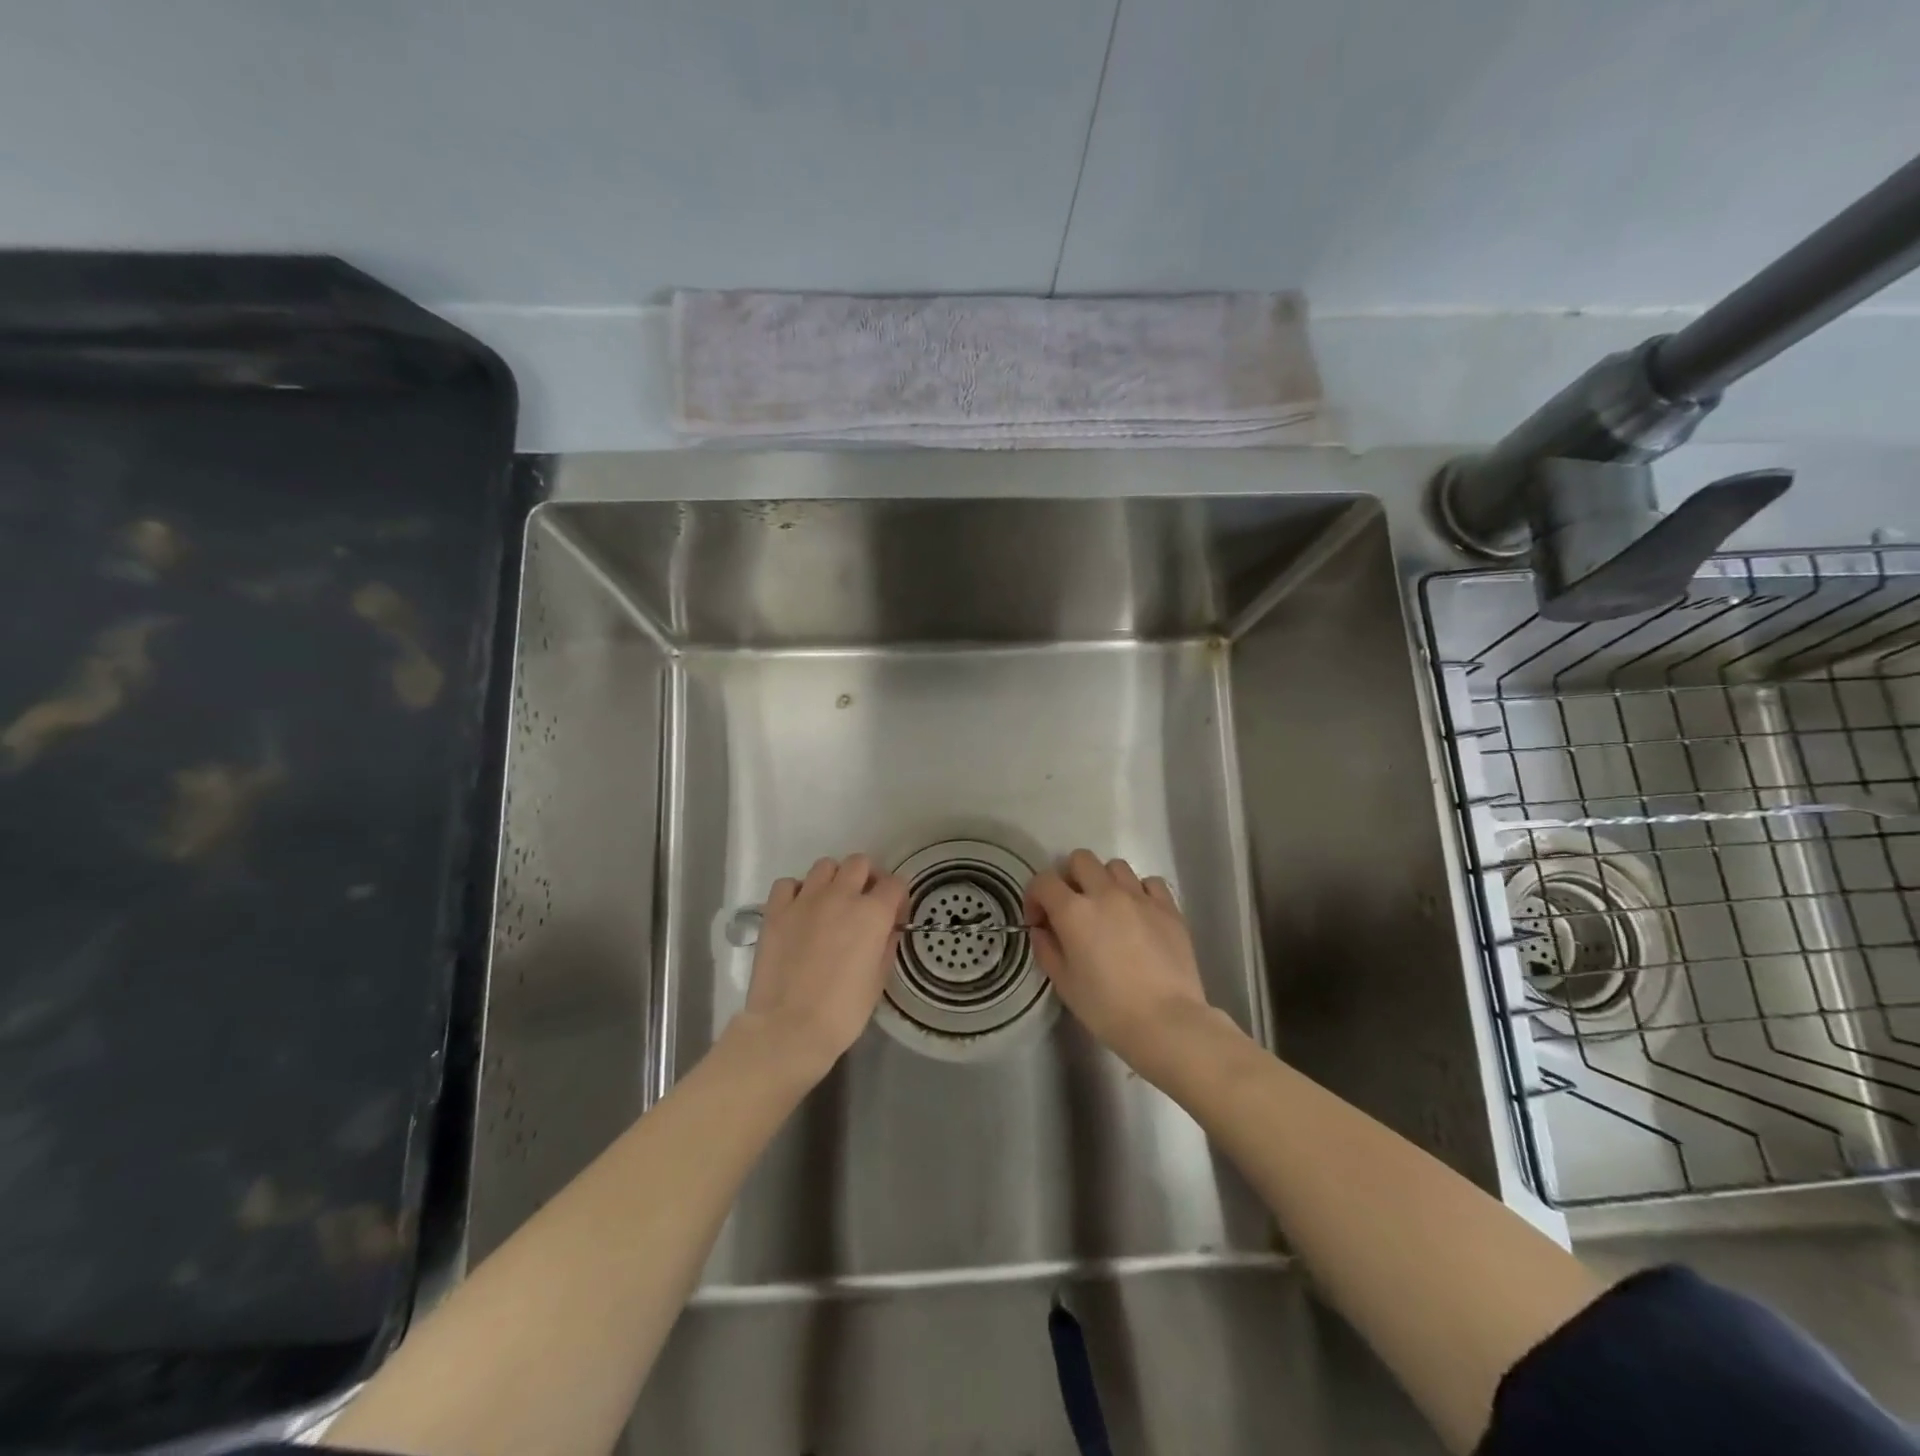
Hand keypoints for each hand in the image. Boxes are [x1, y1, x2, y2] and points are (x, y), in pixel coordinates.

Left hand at [740, 854, 907, 1078]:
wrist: (790, 1028)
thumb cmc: (843, 1011)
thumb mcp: (878, 981)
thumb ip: (886, 946)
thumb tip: (887, 929)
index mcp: (872, 913)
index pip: (895, 884)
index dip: (898, 898)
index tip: (894, 916)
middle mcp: (841, 896)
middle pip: (859, 863)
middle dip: (866, 878)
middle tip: (863, 902)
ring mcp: (805, 900)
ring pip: (825, 865)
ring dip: (833, 879)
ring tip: (830, 904)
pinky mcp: (776, 910)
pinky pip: (788, 884)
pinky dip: (797, 892)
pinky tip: (799, 911)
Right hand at [1025, 850, 1213, 1072]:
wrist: (1167, 1022)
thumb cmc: (1107, 1009)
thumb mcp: (1064, 984)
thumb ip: (1047, 949)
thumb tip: (1042, 930)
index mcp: (1074, 911)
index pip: (1043, 881)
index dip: (1034, 897)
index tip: (1039, 922)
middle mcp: (1105, 893)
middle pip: (1080, 860)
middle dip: (1069, 878)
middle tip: (1072, 908)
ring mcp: (1140, 897)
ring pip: (1115, 866)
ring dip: (1104, 881)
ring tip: (1107, 909)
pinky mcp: (1169, 908)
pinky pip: (1150, 882)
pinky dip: (1139, 891)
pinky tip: (1139, 914)